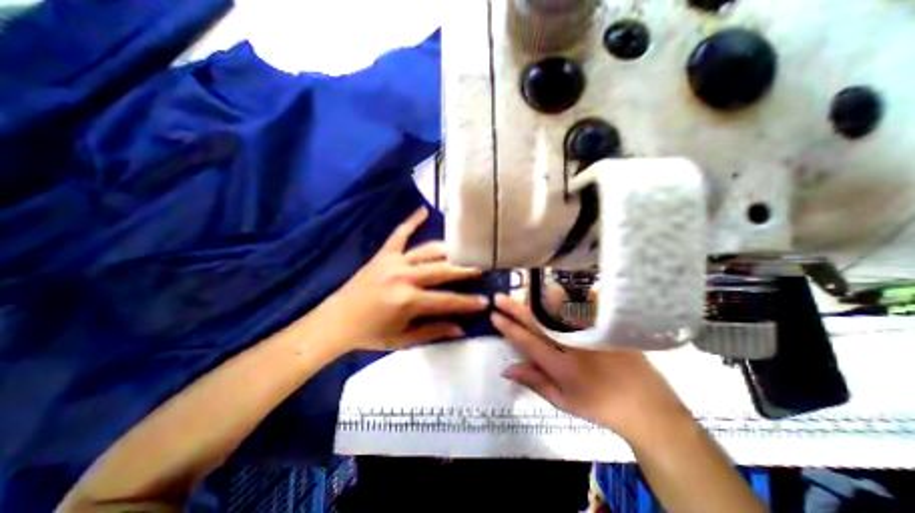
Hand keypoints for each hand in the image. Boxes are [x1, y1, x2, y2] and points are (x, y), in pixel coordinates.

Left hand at [310, 207, 489, 352]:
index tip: (486, 301)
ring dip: (448, 250)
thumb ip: (434, 331)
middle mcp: (404, 276)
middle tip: (482, 267)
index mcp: (409, 300)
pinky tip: (424, 210)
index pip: (448, 301)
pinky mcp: (383, 254)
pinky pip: (399, 234)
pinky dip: (411, 221)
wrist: (334, 322)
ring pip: (428, 251)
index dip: (468, 303)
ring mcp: (393, 262)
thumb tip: (461, 328)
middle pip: (443, 270)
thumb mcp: (403, 340)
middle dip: (465, 269)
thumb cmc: (370, 334)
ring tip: (465, 249)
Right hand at [493, 295, 685, 441]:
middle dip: (515, 308)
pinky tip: (560, 287)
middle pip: (538, 322)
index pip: (527, 341)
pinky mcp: (606, 327)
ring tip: (524, 288)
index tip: (494, 315)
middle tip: (499, 297)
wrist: (646, 407)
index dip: (508, 327)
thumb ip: (534, 382)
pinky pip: (587, 306)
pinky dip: (573, 296)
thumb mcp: (563, 401)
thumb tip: (505, 369)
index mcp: (560, 365)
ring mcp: (591, 334)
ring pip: (560, 310)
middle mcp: (573, 345)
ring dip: (539, 299)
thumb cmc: (599, 406)